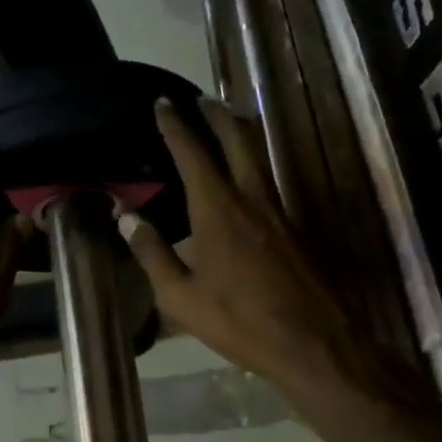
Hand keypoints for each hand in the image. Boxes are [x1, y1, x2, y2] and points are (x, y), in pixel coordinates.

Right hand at [117, 100, 407, 404]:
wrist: (314, 344)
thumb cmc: (239, 321)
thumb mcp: (180, 296)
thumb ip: (152, 252)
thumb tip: (126, 216)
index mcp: (218, 210)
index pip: (193, 153)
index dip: (176, 125)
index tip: (164, 103)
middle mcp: (251, 198)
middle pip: (237, 139)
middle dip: (217, 113)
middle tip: (200, 98)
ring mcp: (279, 211)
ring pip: (259, 156)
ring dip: (240, 133)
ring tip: (224, 122)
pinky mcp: (294, 229)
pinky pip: (268, 180)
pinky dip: (251, 163)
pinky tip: (244, 179)